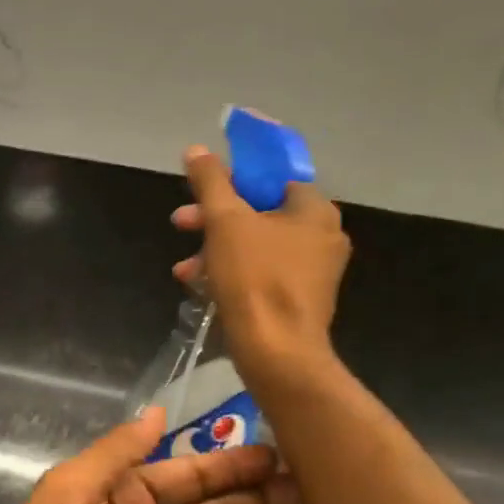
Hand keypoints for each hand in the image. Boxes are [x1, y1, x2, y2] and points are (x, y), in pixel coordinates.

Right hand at [171, 144, 349, 387]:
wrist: (276, 352)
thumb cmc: (254, 277)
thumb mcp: (224, 221)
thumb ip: (210, 181)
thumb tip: (196, 150)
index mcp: (314, 210)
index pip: (274, 177)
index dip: (236, 176)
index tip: (205, 185)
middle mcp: (321, 236)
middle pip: (259, 210)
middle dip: (214, 215)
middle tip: (182, 220)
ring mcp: (312, 270)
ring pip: (255, 243)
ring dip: (215, 246)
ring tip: (185, 264)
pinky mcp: (298, 298)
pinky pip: (260, 270)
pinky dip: (230, 270)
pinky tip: (198, 283)